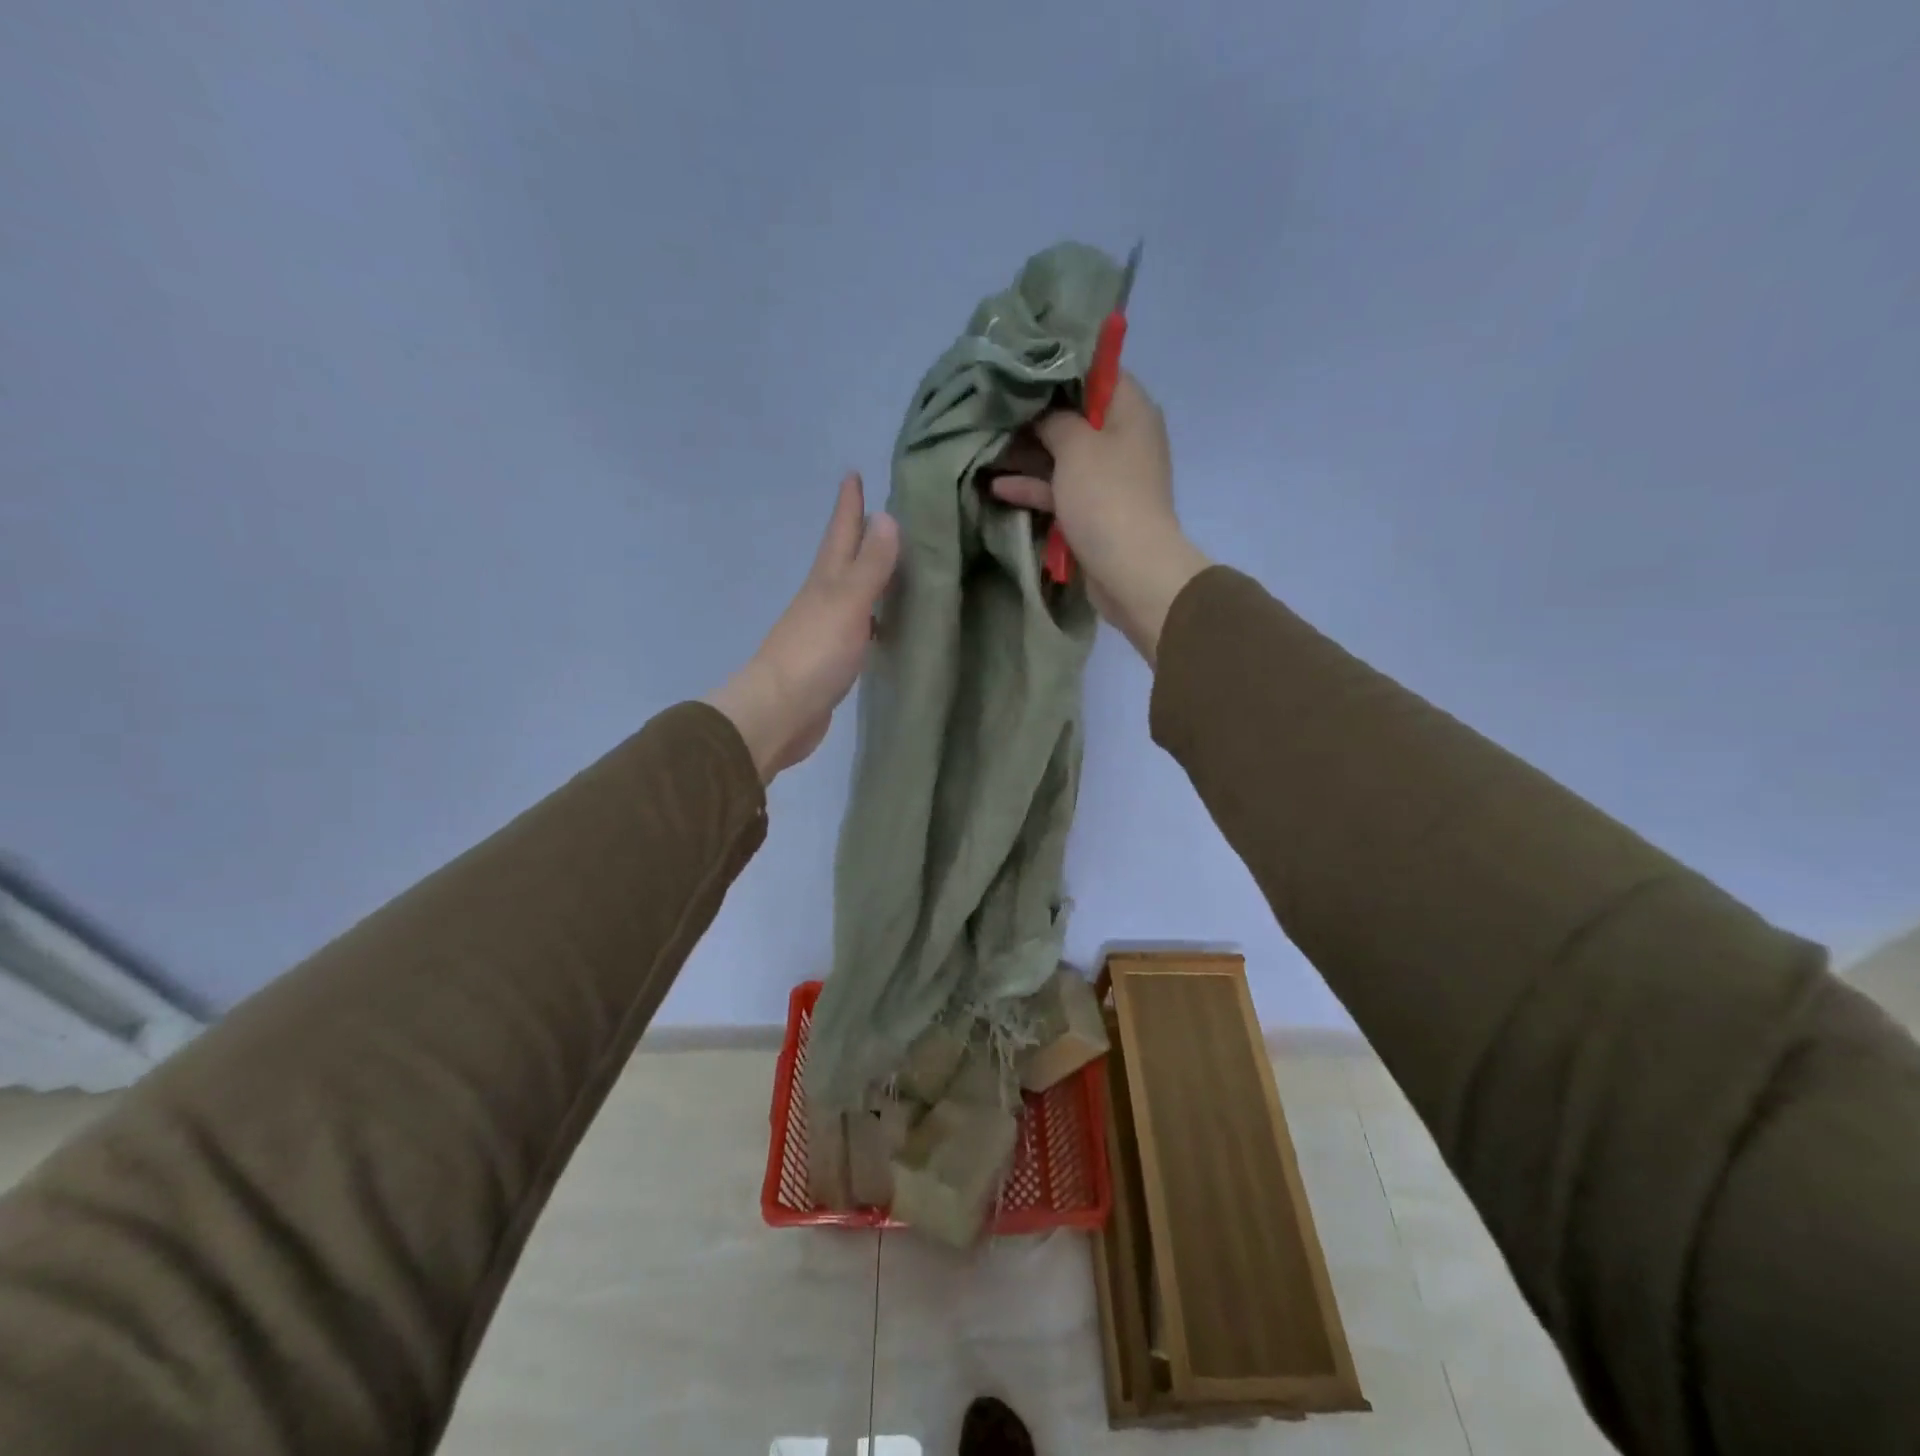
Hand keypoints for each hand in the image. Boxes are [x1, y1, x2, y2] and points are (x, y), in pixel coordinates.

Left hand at [704, 473, 898, 782]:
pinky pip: (857, 627)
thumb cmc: (814, 654)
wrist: (779, 713)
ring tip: (891, 564)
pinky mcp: (832, 661)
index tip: (853, 473)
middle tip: (879, 512)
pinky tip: (884, 625)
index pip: (840, 533)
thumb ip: (869, 565)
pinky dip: (871, 617)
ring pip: (851, 593)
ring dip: (866, 576)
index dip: (848, 505)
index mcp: (825, 581)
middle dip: (857, 534)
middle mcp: (823, 600)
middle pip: (842, 559)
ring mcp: (825, 631)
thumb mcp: (847, 603)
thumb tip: (886, 516)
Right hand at [988, 372, 1209, 663]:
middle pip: (1075, 414)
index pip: (1098, 370)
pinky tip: (997, 486)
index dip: (1059, 364)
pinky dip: (1034, 487)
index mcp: (1130, 410)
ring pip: (1063, 454)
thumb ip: (1054, 418)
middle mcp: (1123, 438)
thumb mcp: (1076, 445)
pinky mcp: (1094, 510)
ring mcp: (1108, 477)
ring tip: (986, 444)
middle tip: (994, 403)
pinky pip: (1061, 489)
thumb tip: (1041, 411)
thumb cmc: (1106, 497)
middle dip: (1035, 413)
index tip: (1022, 363)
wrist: (1131, 571)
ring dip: (1028, 453)